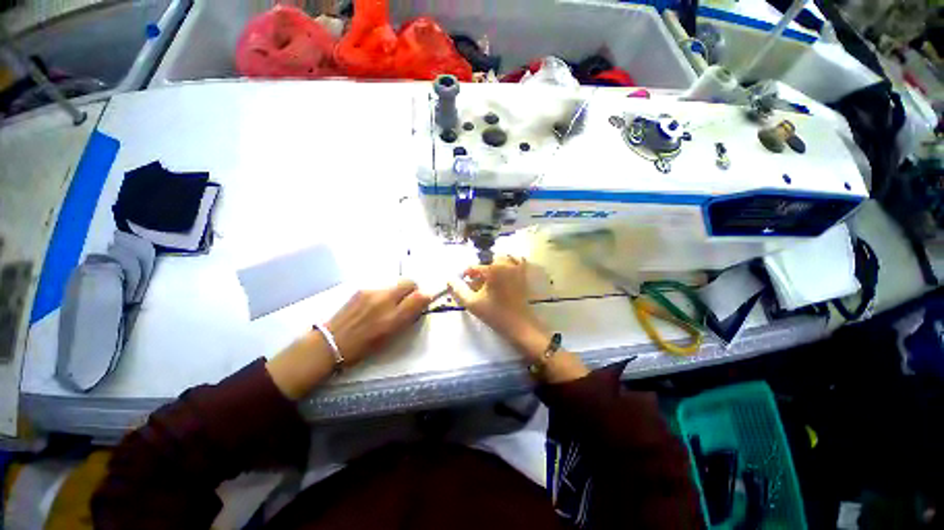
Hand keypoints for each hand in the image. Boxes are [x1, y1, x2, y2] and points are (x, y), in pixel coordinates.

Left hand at [326, 280, 431, 365]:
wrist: (330, 342)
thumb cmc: (363, 347)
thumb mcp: (391, 336)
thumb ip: (407, 318)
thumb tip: (419, 304)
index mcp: (393, 318)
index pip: (419, 296)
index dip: (425, 297)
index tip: (423, 302)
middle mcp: (385, 301)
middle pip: (409, 282)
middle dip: (413, 289)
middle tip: (408, 300)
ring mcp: (372, 292)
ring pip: (395, 284)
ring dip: (398, 292)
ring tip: (388, 305)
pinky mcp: (362, 289)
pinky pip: (382, 287)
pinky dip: (384, 293)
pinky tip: (374, 305)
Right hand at [447, 256, 548, 359]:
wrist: (518, 325)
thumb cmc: (494, 314)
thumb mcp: (471, 303)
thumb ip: (458, 289)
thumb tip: (449, 279)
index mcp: (493, 269)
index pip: (474, 267)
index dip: (467, 274)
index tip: (464, 282)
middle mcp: (506, 264)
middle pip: (488, 261)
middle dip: (481, 271)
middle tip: (476, 283)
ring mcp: (517, 268)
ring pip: (502, 259)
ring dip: (494, 265)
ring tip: (489, 279)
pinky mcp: (524, 275)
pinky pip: (517, 261)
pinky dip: (510, 264)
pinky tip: (505, 274)